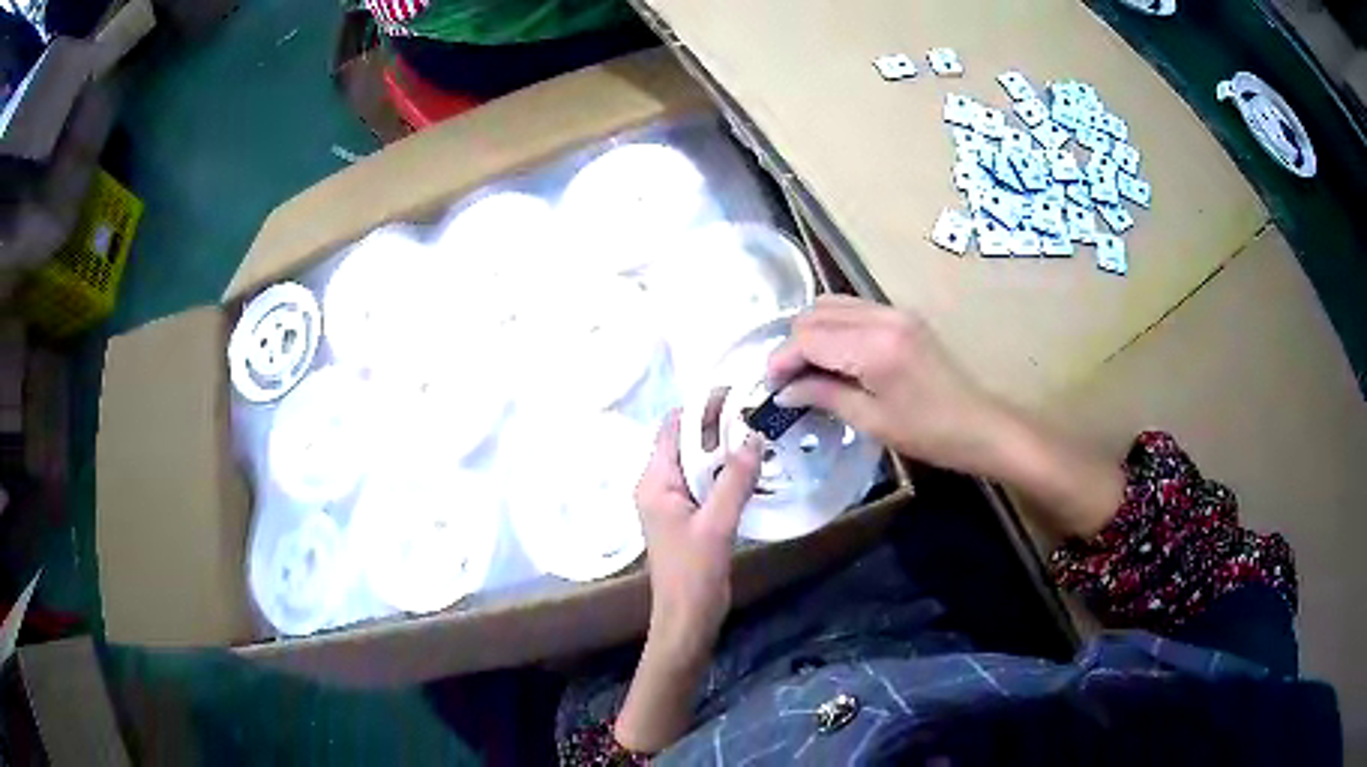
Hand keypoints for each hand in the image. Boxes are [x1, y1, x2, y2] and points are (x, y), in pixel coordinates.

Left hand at [634, 411, 761, 653]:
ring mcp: (673, 502)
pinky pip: (706, 483)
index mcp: (654, 482)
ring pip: (698, 462)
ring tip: (760, 433)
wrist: (687, 618)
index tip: (737, 394)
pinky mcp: (688, 516)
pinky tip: (752, 468)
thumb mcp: (717, 524)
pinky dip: (726, 472)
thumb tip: (754, 436)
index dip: (701, 406)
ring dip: (725, 448)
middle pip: (686, 442)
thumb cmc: (694, 572)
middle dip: (718, 425)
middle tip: (757, 412)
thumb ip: (735, 480)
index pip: (673, 428)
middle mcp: (658, 485)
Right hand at [767, 295, 1009, 476]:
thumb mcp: (871, 421)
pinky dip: (834, 327)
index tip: (770, 386)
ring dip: (812, 332)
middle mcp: (882, 317)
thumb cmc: (927, 433)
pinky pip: (854, 309)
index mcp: (874, 347)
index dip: (782, 359)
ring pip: (832, 305)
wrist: (979, 425)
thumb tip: (784, 391)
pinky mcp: (902, 316)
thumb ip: (823, 396)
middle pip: (816, 313)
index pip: (809, 337)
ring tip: (806, 368)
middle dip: (793, 343)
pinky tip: (833, 356)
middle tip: (786, 380)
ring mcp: (894, 311)